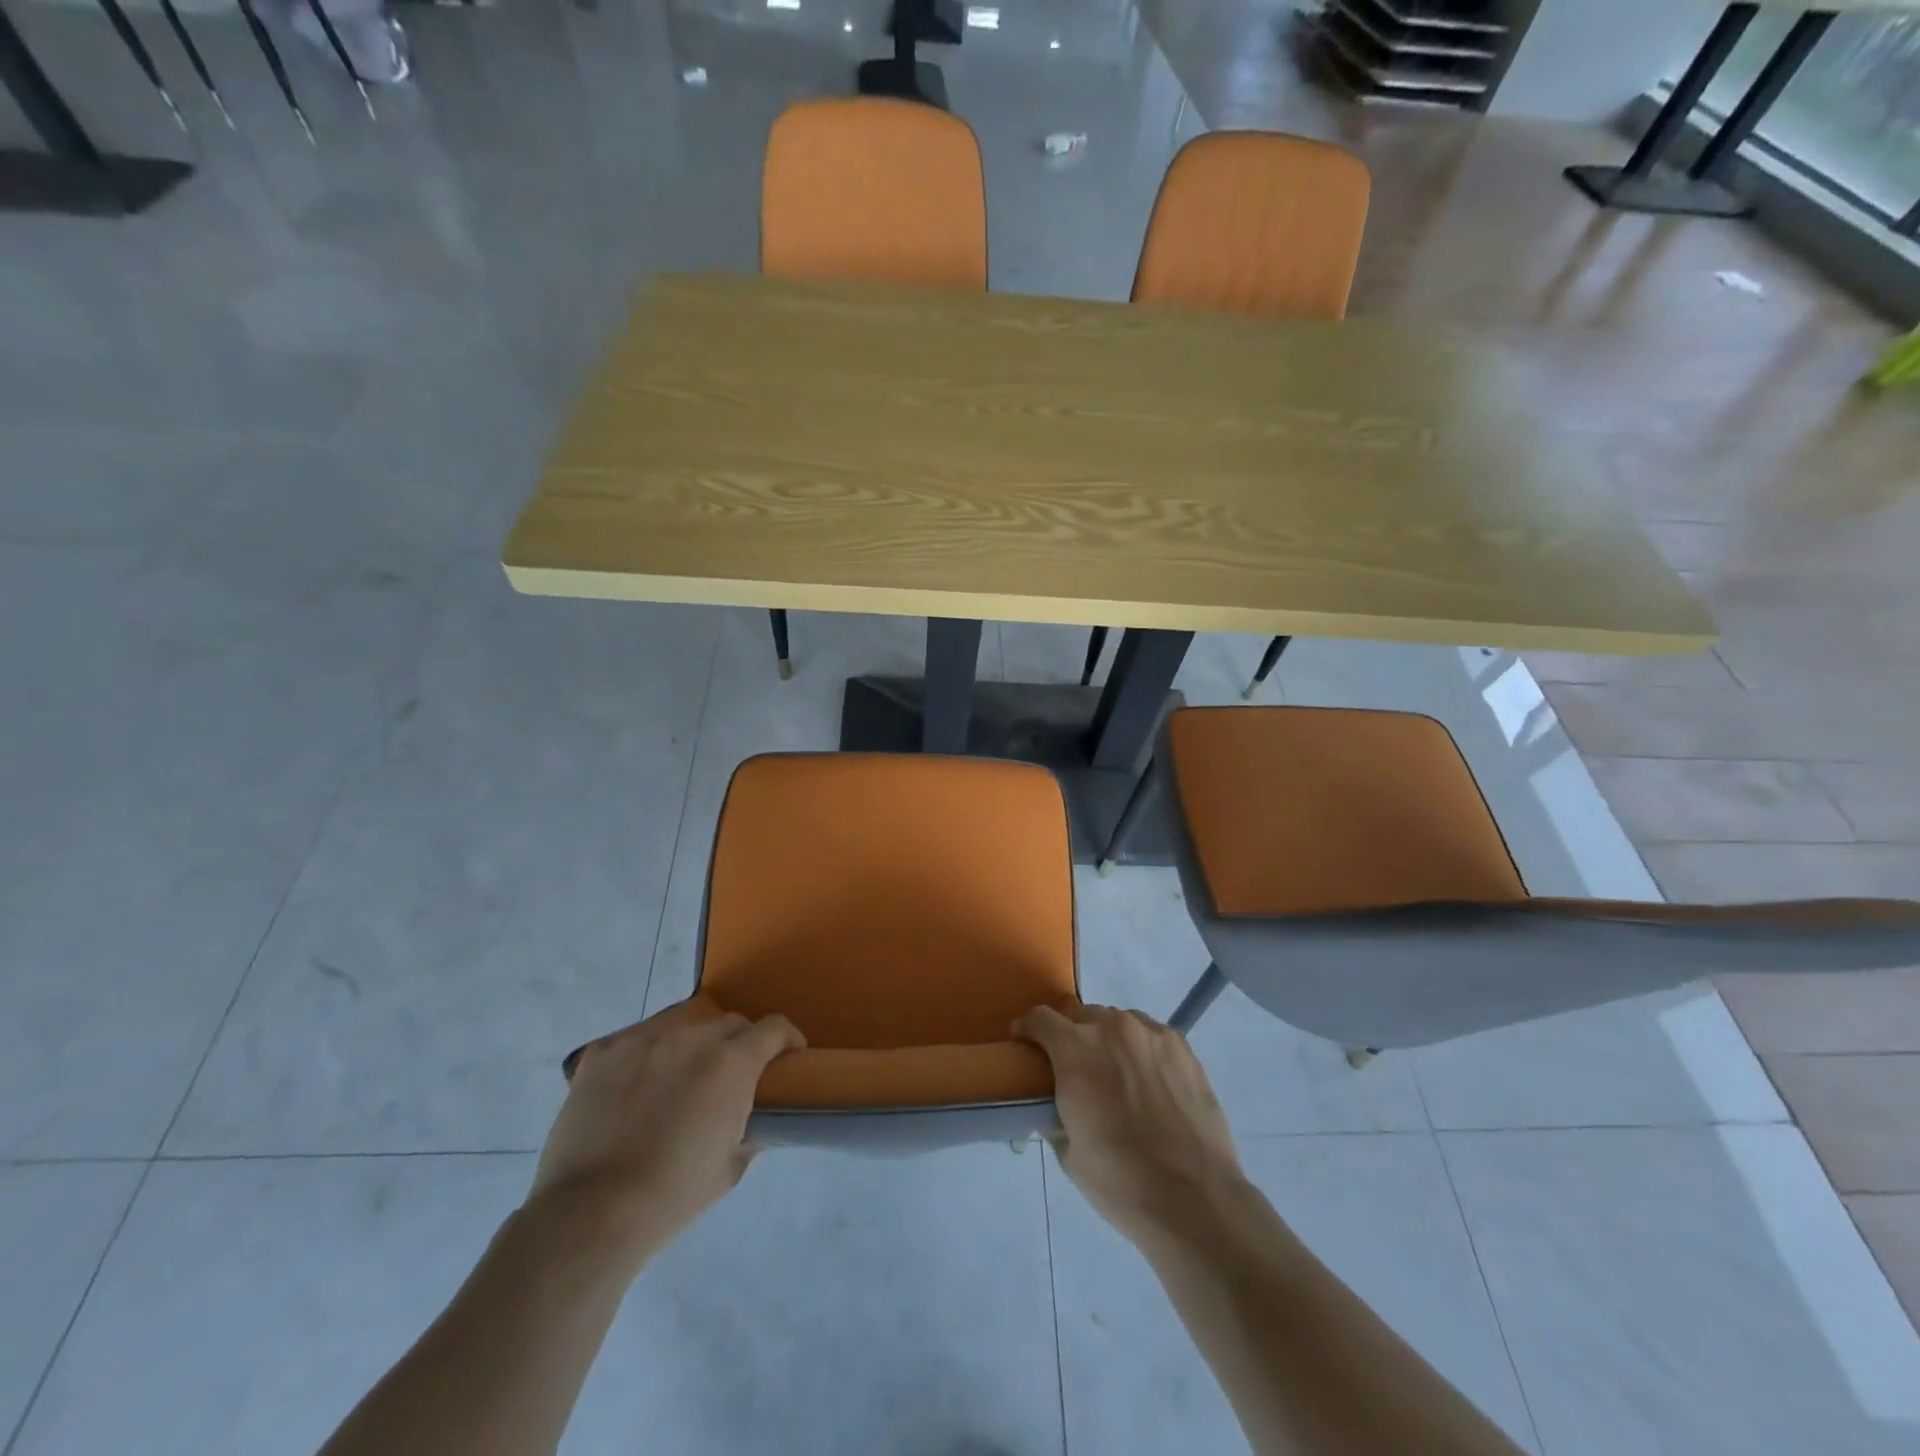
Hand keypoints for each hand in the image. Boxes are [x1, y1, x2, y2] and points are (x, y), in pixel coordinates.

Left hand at [530, 997, 804, 1258]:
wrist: (592, 1214)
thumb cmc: (673, 1195)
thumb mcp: (730, 1167)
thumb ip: (749, 1129)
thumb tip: (753, 1119)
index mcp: (731, 1063)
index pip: (773, 1028)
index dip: (787, 1039)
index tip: (789, 1055)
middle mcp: (691, 1038)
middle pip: (728, 1023)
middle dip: (740, 1042)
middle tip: (732, 1074)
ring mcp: (642, 1039)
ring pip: (682, 1024)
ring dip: (693, 1044)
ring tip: (682, 1075)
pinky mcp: (602, 1052)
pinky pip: (636, 1040)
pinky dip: (646, 1055)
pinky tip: (637, 1084)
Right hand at [1015, 1003, 1245, 1246]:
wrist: (1194, 1199)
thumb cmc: (1120, 1180)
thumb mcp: (1068, 1151)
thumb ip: (1055, 1113)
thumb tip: (1055, 1105)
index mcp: (1075, 1050)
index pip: (1040, 1018)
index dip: (1028, 1030)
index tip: (1025, 1046)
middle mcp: (1111, 1028)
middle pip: (1080, 1017)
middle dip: (1070, 1037)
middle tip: (1075, 1070)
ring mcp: (1150, 1033)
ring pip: (1116, 1022)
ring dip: (1106, 1040)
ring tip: (1115, 1076)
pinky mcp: (1181, 1046)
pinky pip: (1148, 1035)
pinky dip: (1139, 1050)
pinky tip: (1147, 1082)